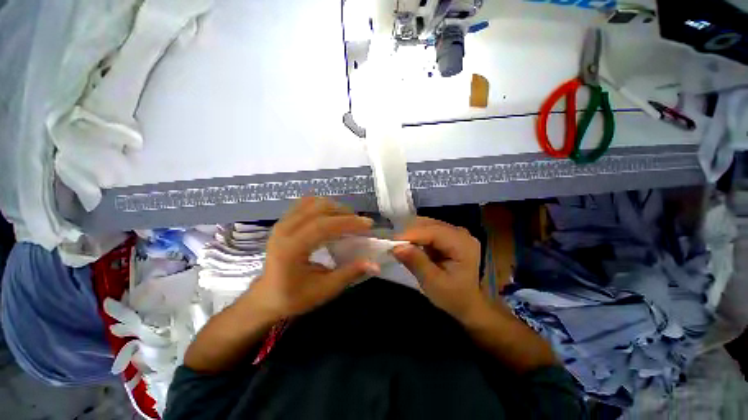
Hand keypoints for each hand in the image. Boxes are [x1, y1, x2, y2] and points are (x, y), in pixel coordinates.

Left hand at [246, 197, 378, 319]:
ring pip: (313, 202)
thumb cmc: (293, 297)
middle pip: (319, 209)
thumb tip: (375, 264)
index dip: (348, 222)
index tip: (368, 224)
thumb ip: (349, 274)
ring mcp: (282, 223)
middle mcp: (284, 230)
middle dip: (344, 213)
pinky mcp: (284, 221)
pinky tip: (332, 215)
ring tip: (348, 219)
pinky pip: (305, 204)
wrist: (266, 296)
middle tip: (360, 224)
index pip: (322, 226)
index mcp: (290, 249)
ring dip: (335, 207)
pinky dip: (322, 205)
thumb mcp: (323, 290)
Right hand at [393, 217, 484, 321]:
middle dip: (410, 233)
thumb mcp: (433, 283)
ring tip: (399, 246)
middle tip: (393, 246)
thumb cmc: (453, 297)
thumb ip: (416, 262)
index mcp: (462, 244)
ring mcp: (455, 233)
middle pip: (429, 225)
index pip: (433, 232)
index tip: (391, 242)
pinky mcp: (448, 236)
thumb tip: (396, 247)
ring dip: (412, 234)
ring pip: (427, 225)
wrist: (468, 304)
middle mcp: (460, 233)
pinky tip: (409, 246)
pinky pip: (428, 230)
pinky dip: (416, 236)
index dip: (411, 234)